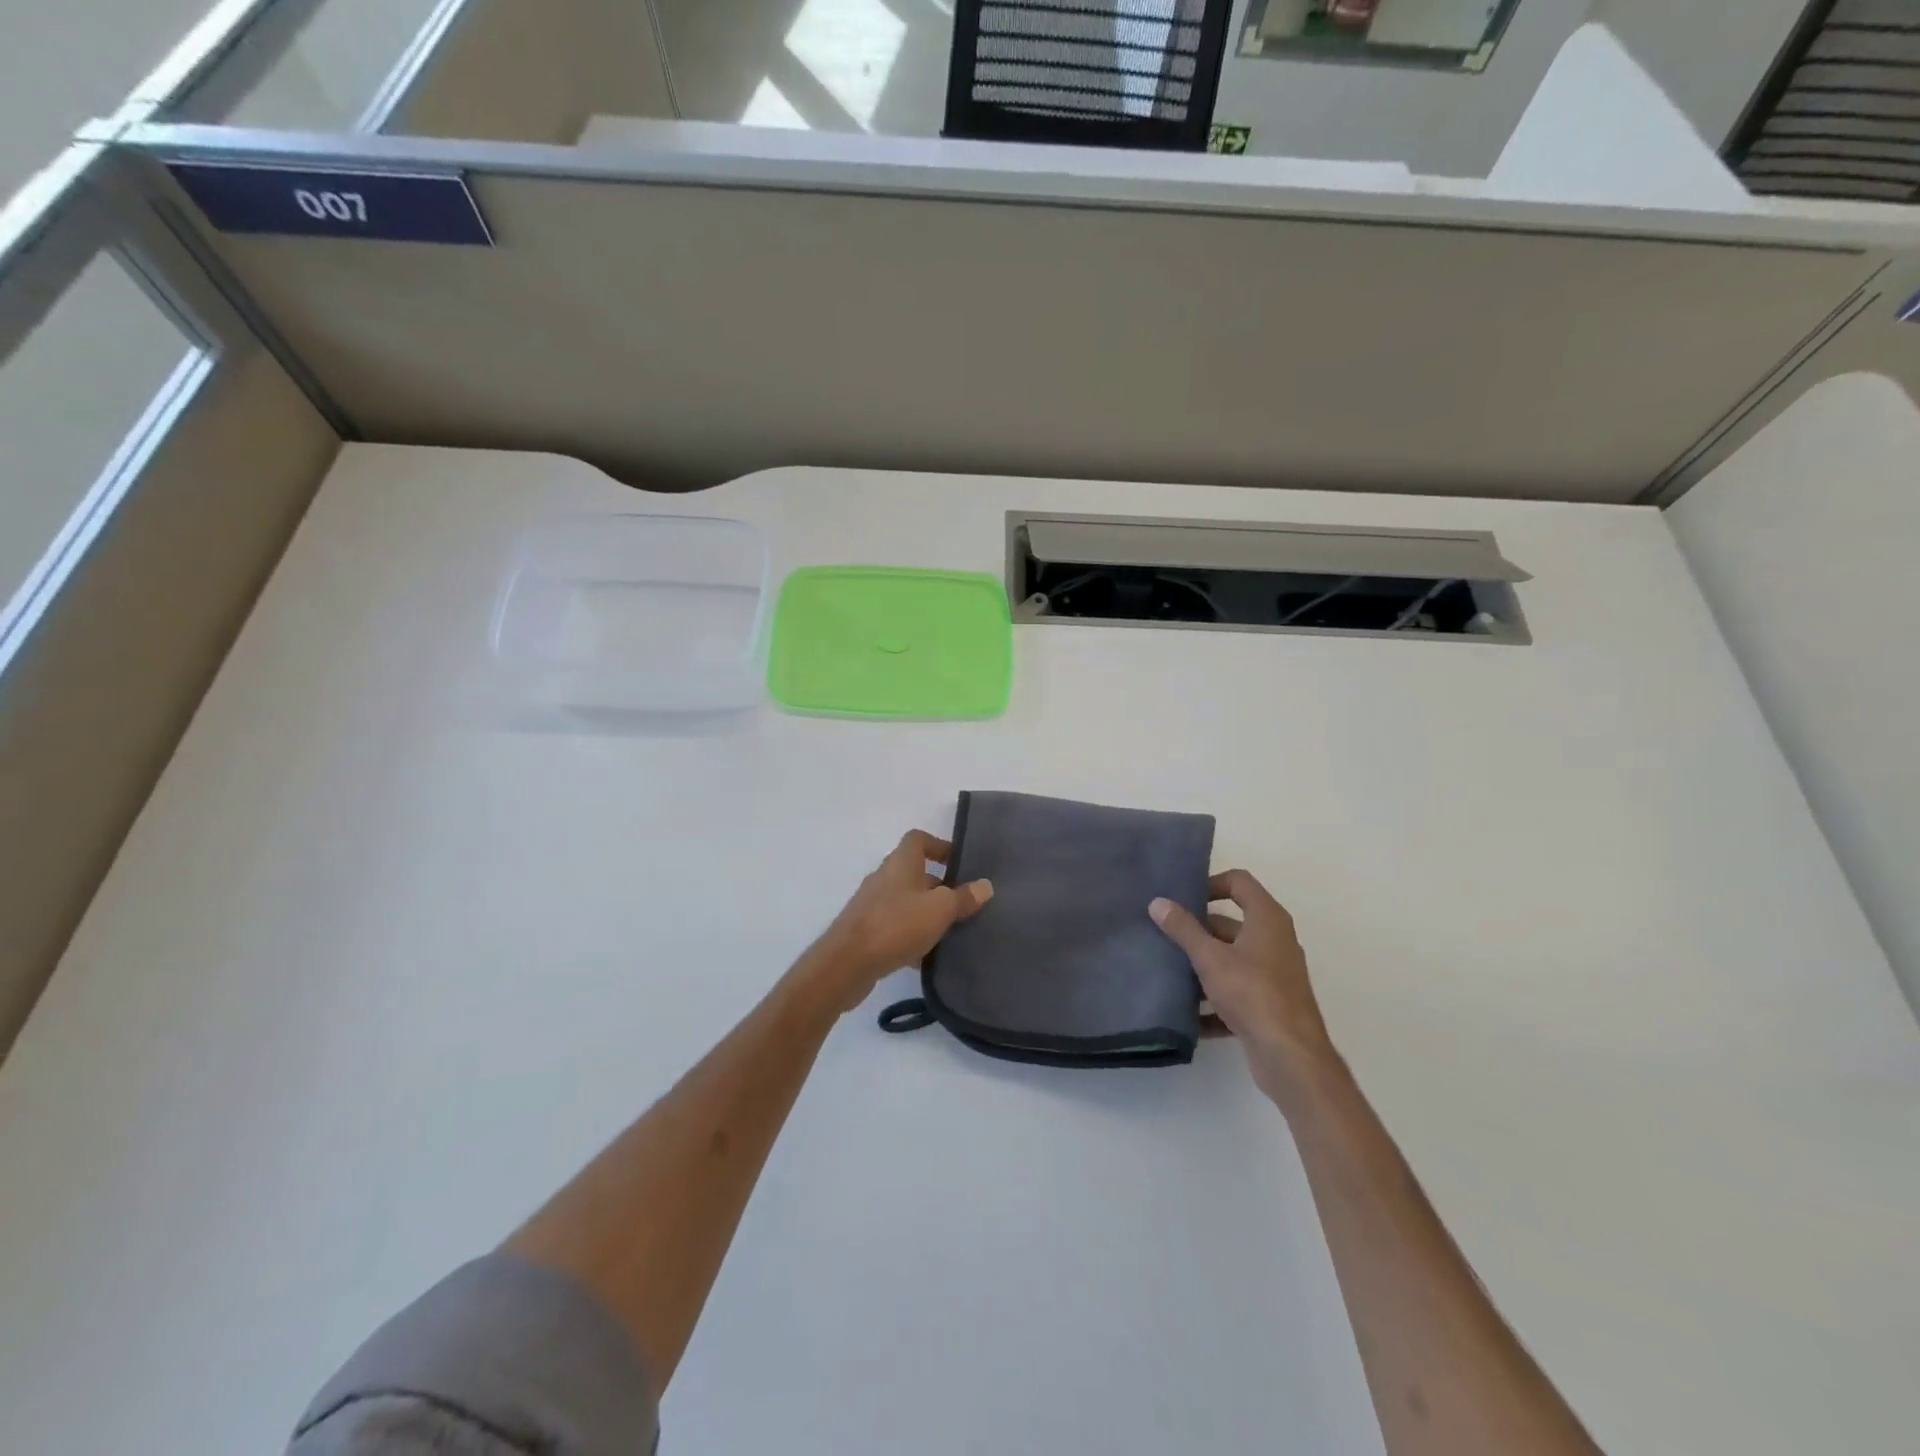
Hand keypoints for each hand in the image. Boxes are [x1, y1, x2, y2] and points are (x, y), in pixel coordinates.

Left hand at [806, 830, 993, 1010]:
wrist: (846, 964)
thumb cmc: (896, 924)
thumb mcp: (940, 909)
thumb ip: (963, 897)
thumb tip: (985, 886)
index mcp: (901, 862)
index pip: (919, 839)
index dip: (940, 846)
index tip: (961, 863)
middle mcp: (884, 877)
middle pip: (915, 872)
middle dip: (940, 886)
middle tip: (964, 903)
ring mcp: (872, 904)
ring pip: (906, 901)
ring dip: (926, 913)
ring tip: (950, 931)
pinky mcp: (865, 930)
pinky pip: (895, 926)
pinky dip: (911, 936)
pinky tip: (926, 957)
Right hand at [1150, 870, 1334, 1103]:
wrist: (1291, 1057)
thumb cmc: (1252, 993)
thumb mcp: (1210, 958)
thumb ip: (1183, 929)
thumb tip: (1158, 902)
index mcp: (1267, 919)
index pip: (1239, 882)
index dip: (1211, 883)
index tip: (1183, 899)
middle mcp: (1275, 941)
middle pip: (1231, 923)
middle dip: (1198, 929)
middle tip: (1165, 935)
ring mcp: (1274, 975)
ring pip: (1232, 959)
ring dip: (1203, 965)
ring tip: (1169, 970)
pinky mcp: (1270, 1005)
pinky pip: (1236, 992)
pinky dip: (1214, 999)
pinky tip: (1188, 1013)